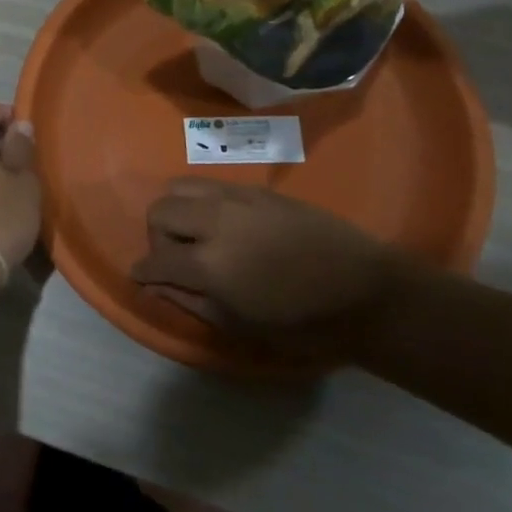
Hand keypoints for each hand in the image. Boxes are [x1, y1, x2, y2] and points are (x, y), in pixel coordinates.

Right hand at [130, 181, 409, 363]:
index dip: (144, 271)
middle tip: (177, 258)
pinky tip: (226, 226)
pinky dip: (206, 203)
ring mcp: (239, 200)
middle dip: (158, 236)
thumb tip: (154, 286)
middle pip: (160, 210)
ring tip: (198, 235)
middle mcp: (216, 221)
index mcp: (209, 264)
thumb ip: (188, 301)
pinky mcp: (260, 191)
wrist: (367, 294)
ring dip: (179, 211)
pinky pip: (214, 186)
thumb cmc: (303, 324)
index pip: (156, 259)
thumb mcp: (238, 325)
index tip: (143, 278)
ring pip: (182, 187)